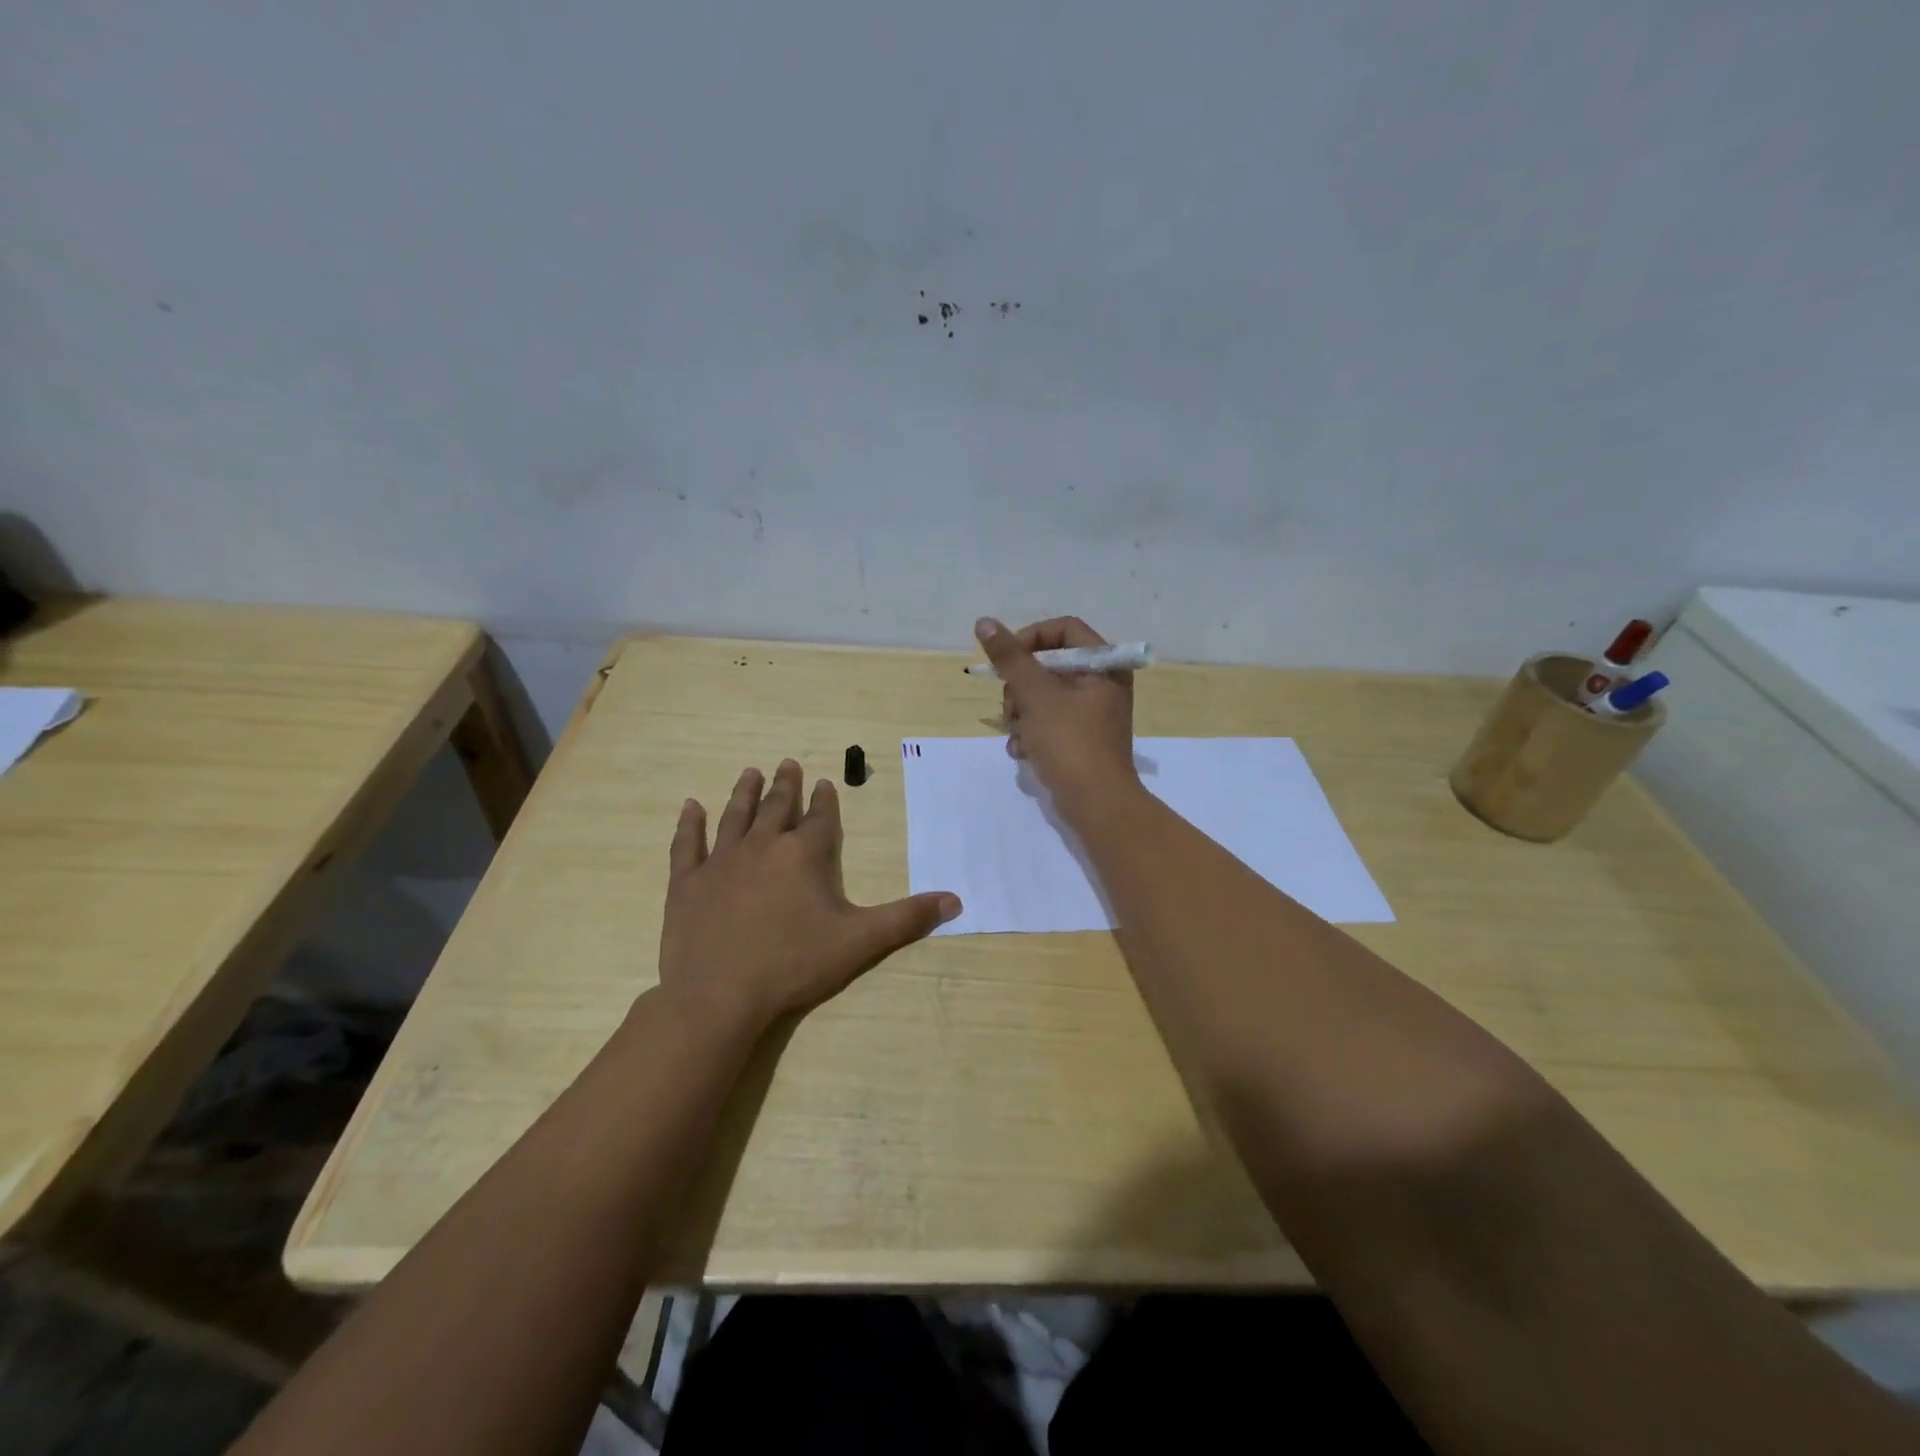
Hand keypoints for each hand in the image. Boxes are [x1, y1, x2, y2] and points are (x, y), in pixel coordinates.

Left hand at [657, 759, 961, 1032]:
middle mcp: (763, 847)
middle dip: (786, 785)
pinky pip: (688, 844)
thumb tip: (956, 899)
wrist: (718, 997)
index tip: (825, 782)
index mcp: (804, 856)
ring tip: (751, 772)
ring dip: (745, 792)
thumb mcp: (860, 942)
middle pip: (777, 808)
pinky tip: (690, 806)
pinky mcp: (688, 882)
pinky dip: (689, 823)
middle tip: (788, 763)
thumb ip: (908, 919)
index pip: (819, 819)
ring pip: (735, 816)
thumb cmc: (793, 965)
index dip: (825, 801)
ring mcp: (721, 862)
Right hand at [975, 616, 1136, 808]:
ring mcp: (1091, 713)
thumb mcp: (1036, 695)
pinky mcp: (1080, 739)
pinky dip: (1031, 733)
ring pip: (1042, 695)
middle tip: (1012, 708)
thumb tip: (984, 622)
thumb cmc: (1071, 743)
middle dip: (1021, 687)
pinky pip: (1048, 722)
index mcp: (1104, 665)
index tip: (1007, 663)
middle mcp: (1102, 684)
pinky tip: (1023, 751)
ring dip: (1021, 714)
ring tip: (1019, 736)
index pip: (1062, 630)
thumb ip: (1010, 657)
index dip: (1030, 640)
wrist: (1097, 806)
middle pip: (1048, 664)